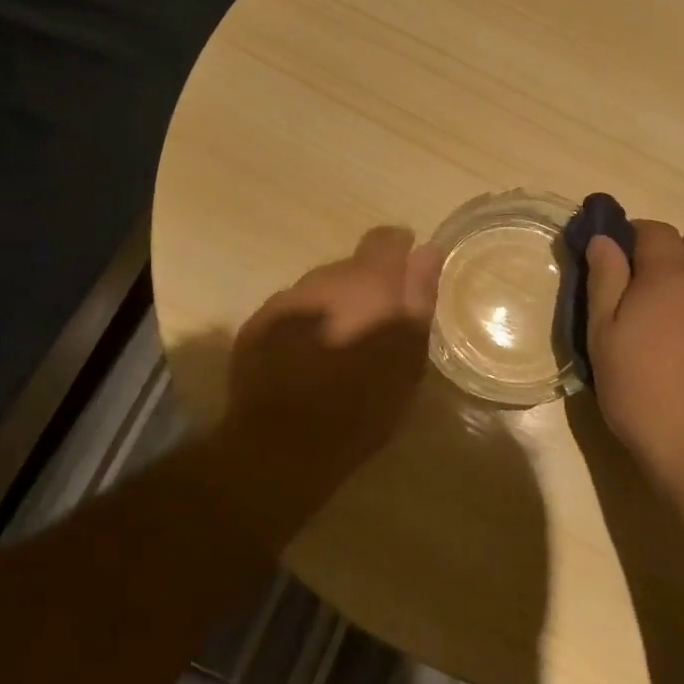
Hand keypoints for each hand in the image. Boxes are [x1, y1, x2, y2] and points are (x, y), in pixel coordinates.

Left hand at [225, 227, 443, 479]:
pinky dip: (305, 326)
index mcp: (367, 281)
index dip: (400, 252)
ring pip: (319, 290)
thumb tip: (426, 249)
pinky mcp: (257, 325)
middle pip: (350, 268)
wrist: (284, 444)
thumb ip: (419, 296)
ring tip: (340, 349)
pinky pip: (291, 313)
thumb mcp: (408, 354)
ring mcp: (286, 300)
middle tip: (374, 330)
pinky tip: (307, 360)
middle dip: (364, 290)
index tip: (407, 278)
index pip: (386, 239)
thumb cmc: (363, 403)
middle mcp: (323, 278)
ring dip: (333, 308)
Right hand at [584, 220, 683, 495]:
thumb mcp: (604, 336)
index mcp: (671, 278)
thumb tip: (605, 239)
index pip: (656, 230)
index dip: (633, 235)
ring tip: (672, 334)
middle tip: (650, 286)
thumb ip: (604, 281)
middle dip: (677, 250)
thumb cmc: (642, 392)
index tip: (616, 258)